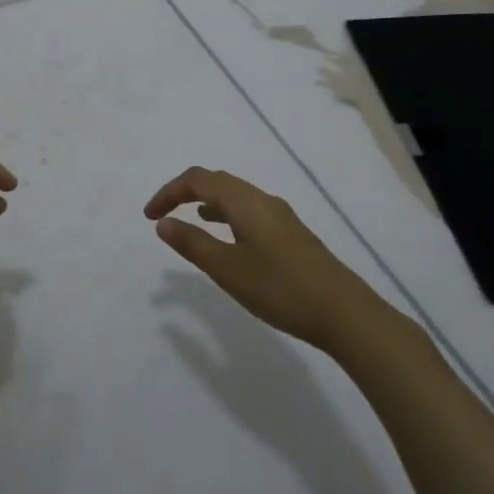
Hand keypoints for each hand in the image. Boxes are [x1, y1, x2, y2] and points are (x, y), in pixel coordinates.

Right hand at [144, 167, 376, 351]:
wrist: (345, 313)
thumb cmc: (280, 289)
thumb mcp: (228, 269)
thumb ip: (193, 244)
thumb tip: (163, 222)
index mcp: (245, 201)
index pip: (198, 179)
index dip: (169, 192)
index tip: (149, 217)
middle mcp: (263, 199)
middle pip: (217, 181)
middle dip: (185, 193)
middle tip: (162, 216)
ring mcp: (280, 216)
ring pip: (235, 196)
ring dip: (206, 202)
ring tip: (188, 222)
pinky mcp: (291, 234)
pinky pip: (248, 210)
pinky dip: (226, 215)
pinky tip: (227, 238)